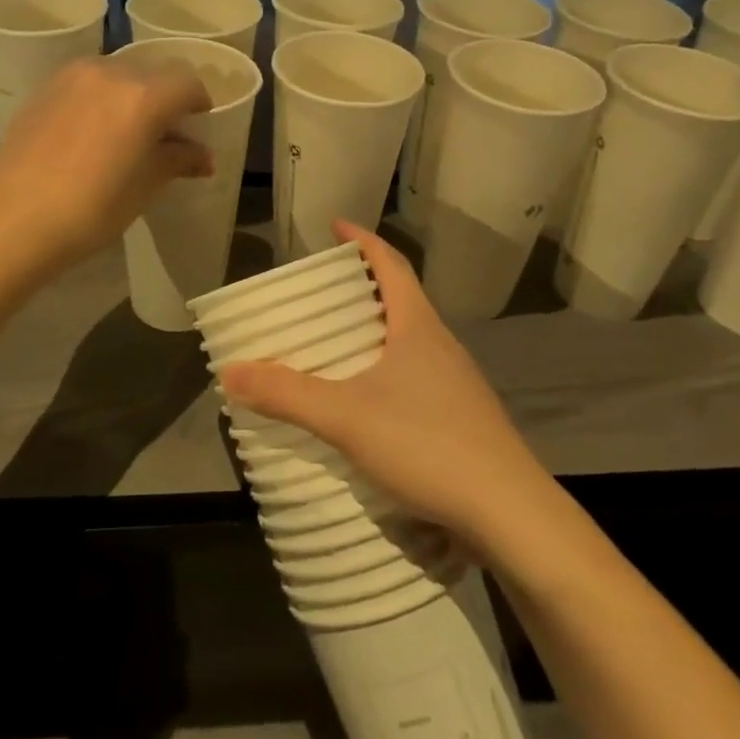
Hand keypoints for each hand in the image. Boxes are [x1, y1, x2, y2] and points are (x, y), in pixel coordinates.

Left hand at [0, 56, 212, 288]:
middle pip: (152, 73)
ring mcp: (71, 77)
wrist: (11, 220)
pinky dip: (100, 98)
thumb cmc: (91, 209)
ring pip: (117, 75)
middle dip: (165, 99)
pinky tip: (91, 135)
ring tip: (125, 135)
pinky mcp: (44, 89)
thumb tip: (203, 157)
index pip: (187, 82)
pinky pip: (87, 83)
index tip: (198, 126)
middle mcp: (110, 72)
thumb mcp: (145, 187)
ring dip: (131, 96)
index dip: (199, 103)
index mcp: (143, 95)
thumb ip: (178, 161)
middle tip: (163, 135)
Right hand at [219, 221, 551, 552]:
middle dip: (362, 288)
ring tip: (337, 345)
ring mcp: (457, 382)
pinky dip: (386, 371)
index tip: (336, 226)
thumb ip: (287, 394)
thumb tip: (230, 371)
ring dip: (375, 332)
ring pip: (410, 340)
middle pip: (400, 299)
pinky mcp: (463, 417)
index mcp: (418, 326)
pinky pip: (417, 375)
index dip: (362, 240)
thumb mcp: (346, 417)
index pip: (390, 264)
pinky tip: (368, 401)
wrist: (509, 512)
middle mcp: (441, 344)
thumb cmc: (428, 444)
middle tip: (322, 293)